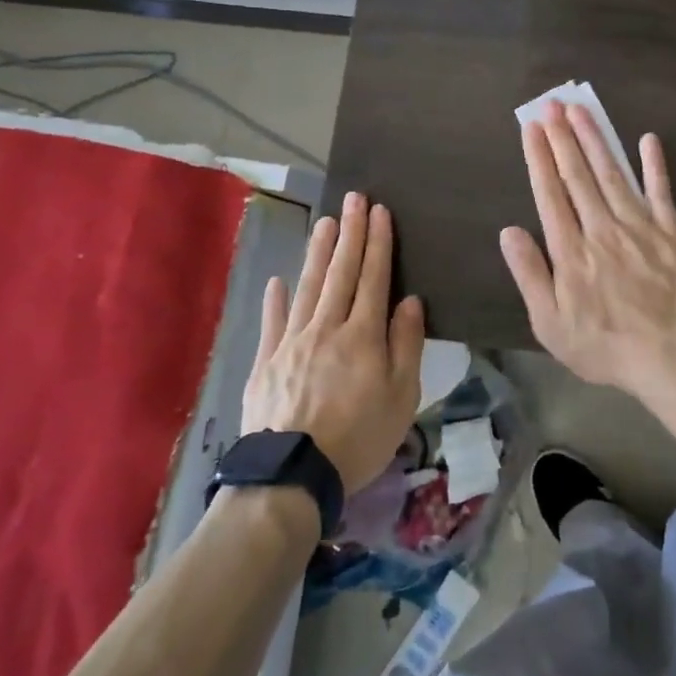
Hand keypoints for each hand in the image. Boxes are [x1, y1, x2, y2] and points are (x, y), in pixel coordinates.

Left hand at [242, 191, 423, 495]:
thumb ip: (406, 344)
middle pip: (341, 273)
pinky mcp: (266, 362)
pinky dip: (275, 299)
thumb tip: (409, 300)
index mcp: (363, 335)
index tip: (379, 211)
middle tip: (354, 198)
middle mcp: (327, 328)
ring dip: (318, 253)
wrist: (291, 476)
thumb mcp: (402, 396)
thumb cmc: (358, 437)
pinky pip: (272, 322)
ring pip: (307, 287)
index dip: (378, 243)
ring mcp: (292, 342)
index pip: (374, 278)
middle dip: (351, 233)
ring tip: (325, 223)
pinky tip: (277, 280)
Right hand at [500, 101, 675, 398]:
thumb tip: (509, 231)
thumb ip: (530, 274)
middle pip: (577, 175)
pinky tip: (647, 139)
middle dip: (562, 137)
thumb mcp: (550, 323)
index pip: (550, 194)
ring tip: (581, 110)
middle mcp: (601, 228)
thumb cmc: (603, 344)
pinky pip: (660, 191)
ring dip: (595, 140)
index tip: (531, 128)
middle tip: (552, 104)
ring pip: (611, 174)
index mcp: (570, 250)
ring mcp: (638, 226)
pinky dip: (653, 164)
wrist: (668, 356)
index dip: (539, 158)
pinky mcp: (670, 231)